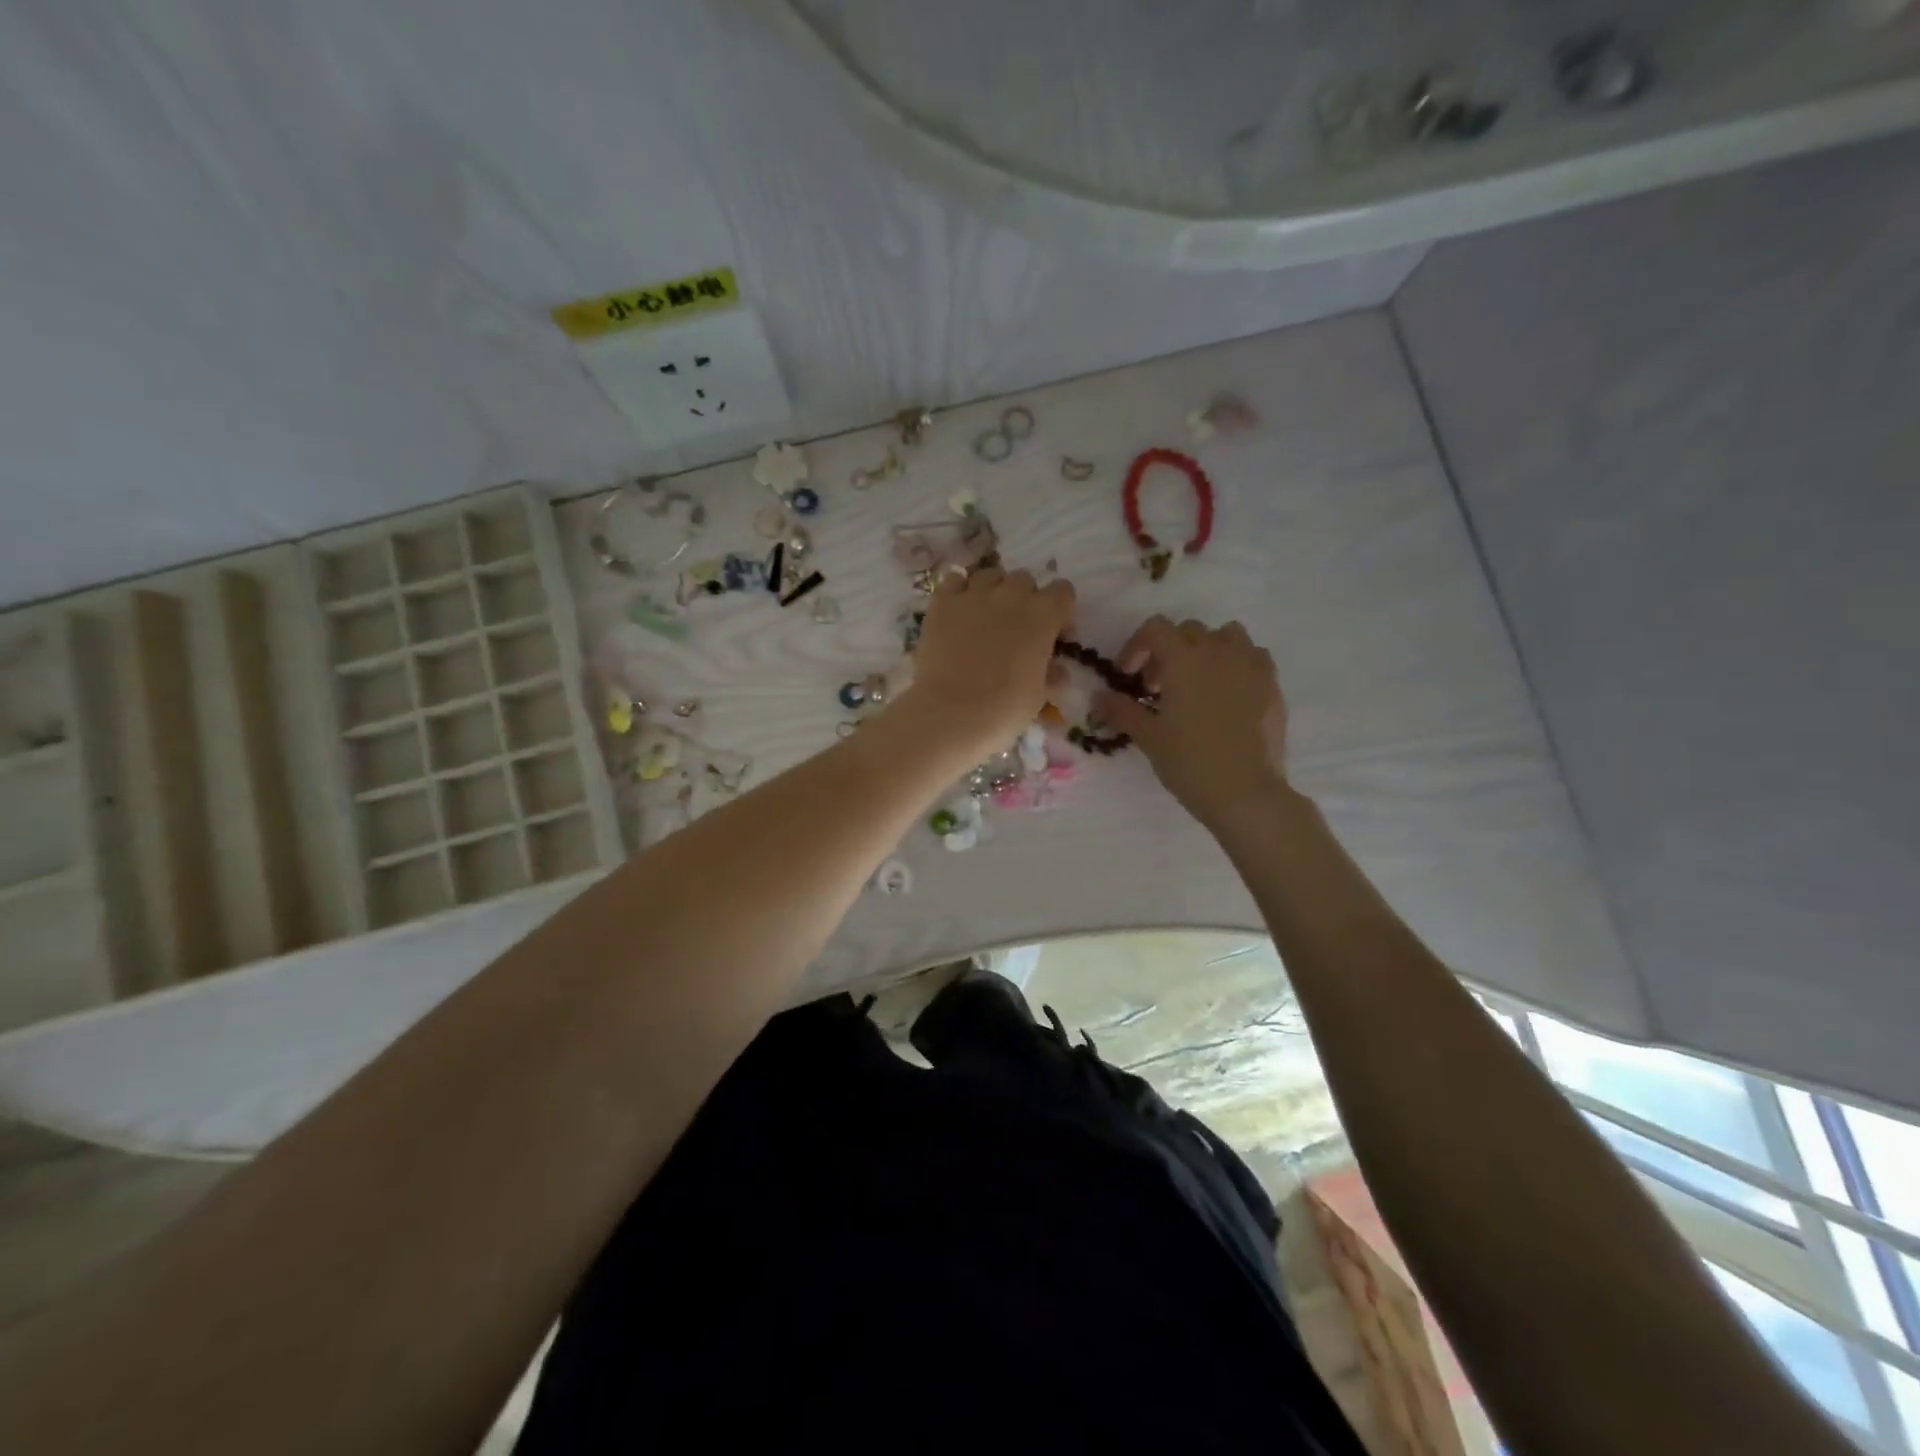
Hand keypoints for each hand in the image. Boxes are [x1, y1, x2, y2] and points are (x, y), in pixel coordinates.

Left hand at [902, 567, 1075, 756]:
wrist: (951, 715)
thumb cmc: (1003, 710)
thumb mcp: (1038, 696)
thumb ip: (1050, 673)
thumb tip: (1056, 669)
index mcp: (1043, 616)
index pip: (1063, 591)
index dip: (1060, 612)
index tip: (1053, 635)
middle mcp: (1011, 595)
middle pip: (1025, 580)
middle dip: (1025, 599)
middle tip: (1016, 628)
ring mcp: (974, 595)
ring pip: (990, 575)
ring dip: (993, 591)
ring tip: (985, 617)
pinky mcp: (942, 603)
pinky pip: (954, 580)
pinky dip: (959, 590)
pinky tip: (958, 611)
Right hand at [1095, 616, 1291, 830]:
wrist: (1245, 792)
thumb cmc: (1189, 762)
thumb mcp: (1148, 737)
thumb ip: (1121, 710)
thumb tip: (1099, 696)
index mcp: (1184, 659)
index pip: (1155, 629)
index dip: (1136, 646)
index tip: (1128, 676)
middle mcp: (1218, 651)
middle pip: (1187, 631)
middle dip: (1167, 651)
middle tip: (1157, 688)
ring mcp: (1250, 665)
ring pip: (1225, 635)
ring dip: (1205, 650)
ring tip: (1196, 682)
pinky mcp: (1272, 684)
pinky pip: (1253, 656)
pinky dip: (1236, 663)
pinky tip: (1228, 693)